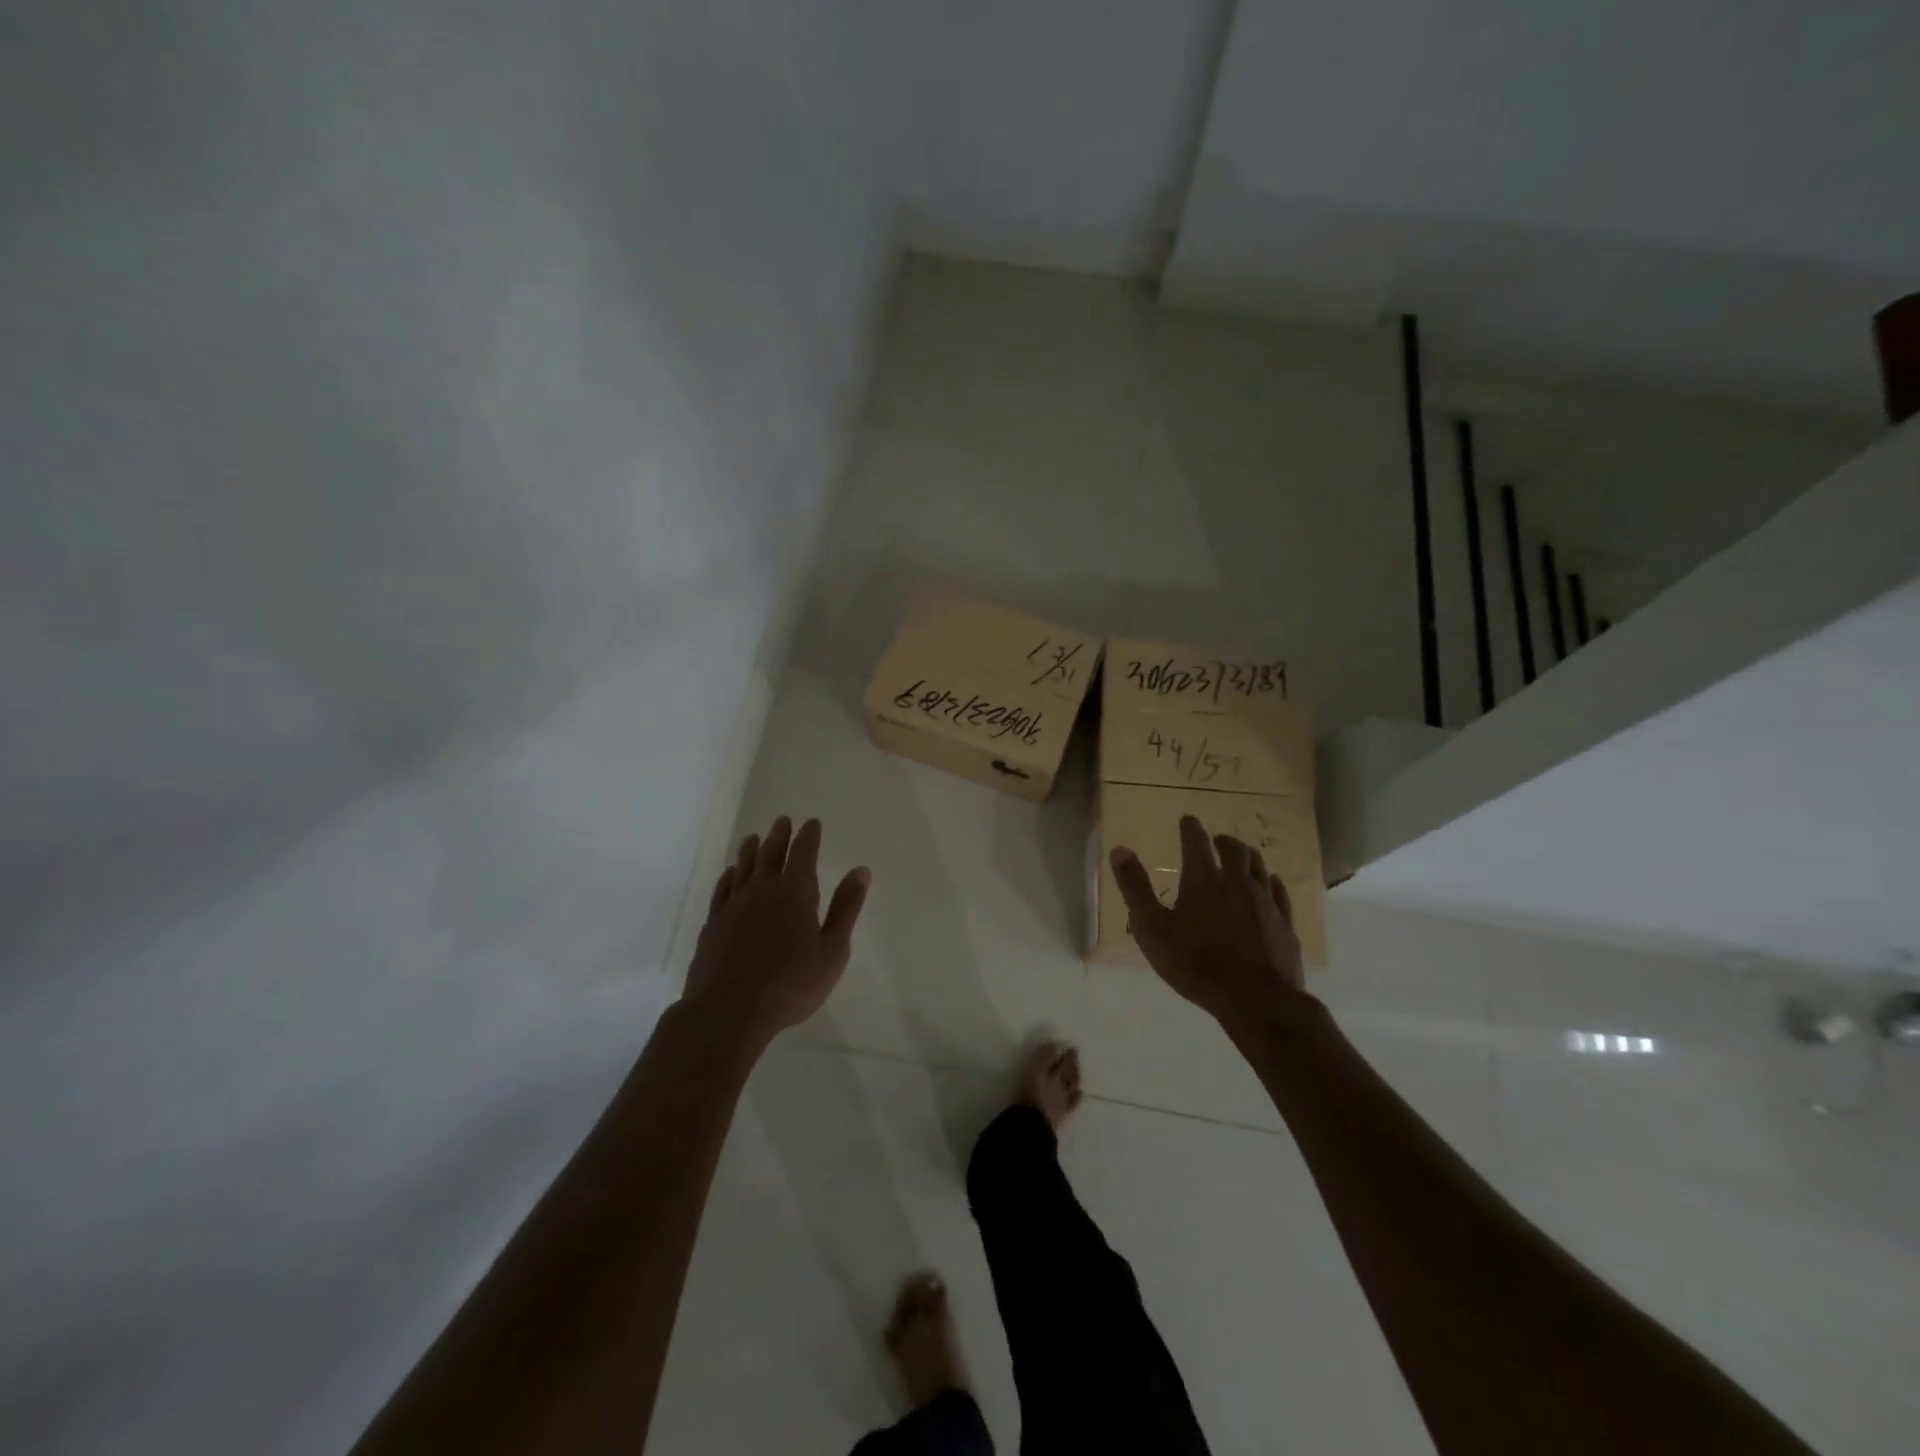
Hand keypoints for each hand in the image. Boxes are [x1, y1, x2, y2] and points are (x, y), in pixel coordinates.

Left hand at [681, 816, 870, 1050]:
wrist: (728, 1011)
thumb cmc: (791, 984)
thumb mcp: (832, 950)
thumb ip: (846, 908)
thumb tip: (861, 870)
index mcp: (795, 892)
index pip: (803, 852)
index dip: (809, 836)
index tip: (812, 823)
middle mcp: (762, 889)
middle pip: (770, 853)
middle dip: (779, 835)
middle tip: (783, 821)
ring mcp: (734, 905)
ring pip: (743, 867)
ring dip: (750, 849)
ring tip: (753, 838)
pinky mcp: (713, 923)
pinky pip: (722, 889)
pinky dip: (728, 876)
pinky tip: (729, 874)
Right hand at [1110, 814, 1311, 1028]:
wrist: (1256, 1000)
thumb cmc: (1196, 963)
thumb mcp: (1151, 928)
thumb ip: (1135, 888)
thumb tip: (1120, 849)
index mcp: (1203, 880)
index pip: (1196, 842)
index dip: (1190, 828)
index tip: (1187, 820)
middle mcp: (1238, 883)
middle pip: (1235, 851)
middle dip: (1223, 841)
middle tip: (1217, 839)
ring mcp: (1266, 903)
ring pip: (1260, 868)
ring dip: (1248, 857)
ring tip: (1242, 857)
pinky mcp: (1285, 925)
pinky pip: (1280, 894)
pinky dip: (1271, 883)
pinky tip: (1270, 885)